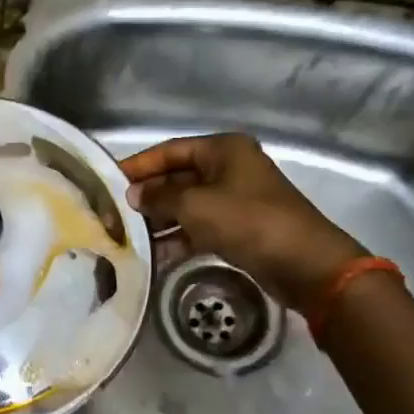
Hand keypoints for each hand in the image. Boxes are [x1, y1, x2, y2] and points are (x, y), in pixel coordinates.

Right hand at [120, 134, 365, 314]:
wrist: (305, 264)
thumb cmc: (248, 221)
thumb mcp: (195, 205)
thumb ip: (159, 197)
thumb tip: (134, 195)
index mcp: (223, 150)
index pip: (170, 151)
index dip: (139, 165)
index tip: (109, 182)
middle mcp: (230, 168)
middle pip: (178, 177)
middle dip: (149, 195)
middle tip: (115, 212)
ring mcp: (237, 198)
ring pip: (188, 204)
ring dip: (161, 219)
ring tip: (129, 235)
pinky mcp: (241, 227)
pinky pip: (201, 226)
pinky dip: (180, 237)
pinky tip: (156, 254)